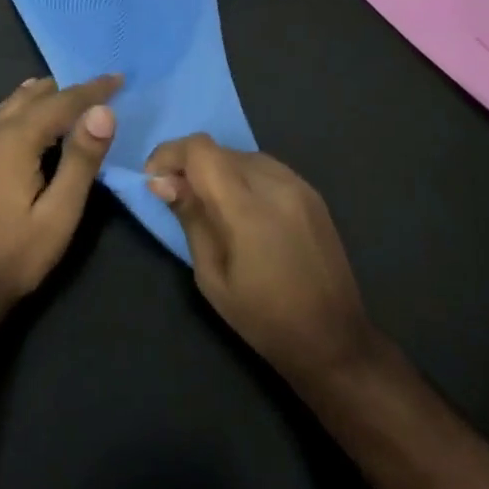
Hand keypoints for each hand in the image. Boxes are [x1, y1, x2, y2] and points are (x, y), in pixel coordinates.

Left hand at [0, 74, 120, 317]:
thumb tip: (103, 111)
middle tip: (104, 89)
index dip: (93, 89)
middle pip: (36, 95)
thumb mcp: (60, 214)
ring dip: (48, 96)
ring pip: (15, 103)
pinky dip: (27, 107)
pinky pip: (3, 116)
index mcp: (14, 141)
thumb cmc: (16, 256)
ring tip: (77, 97)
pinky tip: (37, 116)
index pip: (62, 102)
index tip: (120, 78)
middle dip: (71, 89)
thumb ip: (82, 160)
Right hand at [146, 135, 378, 390]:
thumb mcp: (212, 275)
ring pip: (243, 156)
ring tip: (210, 205)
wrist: (334, 338)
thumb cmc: (263, 318)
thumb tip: (161, 181)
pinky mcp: (312, 192)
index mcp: (246, 207)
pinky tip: (242, 209)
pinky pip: (266, 168)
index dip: (170, 154)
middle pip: (220, 150)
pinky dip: (243, 177)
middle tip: (176, 196)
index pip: (200, 150)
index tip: (154, 179)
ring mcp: (298, 184)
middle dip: (191, 165)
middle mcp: (275, 183)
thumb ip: (190, 218)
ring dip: (218, 170)